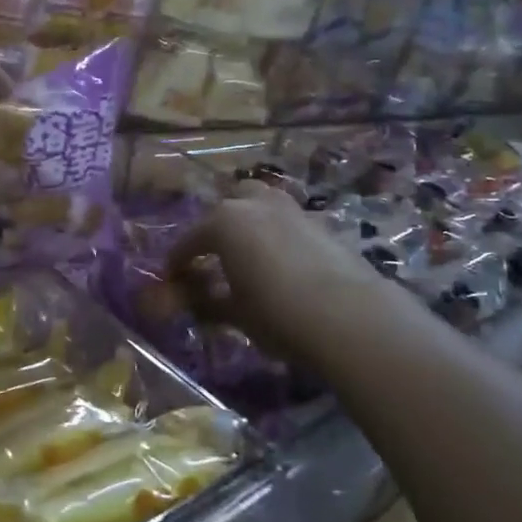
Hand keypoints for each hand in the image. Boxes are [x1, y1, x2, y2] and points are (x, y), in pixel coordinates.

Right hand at [168, 182, 408, 370]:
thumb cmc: (276, 313)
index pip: (190, 240)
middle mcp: (256, 205)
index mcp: (224, 222)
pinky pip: (290, 222)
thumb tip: (186, 301)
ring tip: (250, 253)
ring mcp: (293, 210)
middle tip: (214, 258)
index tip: (171, 278)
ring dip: (251, 222)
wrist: (350, 317)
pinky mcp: (323, 224)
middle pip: (228, 206)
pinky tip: (284, 263)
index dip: (178, 261)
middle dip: (217, 228)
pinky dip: (280, 235)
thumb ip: (205, 302)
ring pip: (263, 204)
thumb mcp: (234, 313)